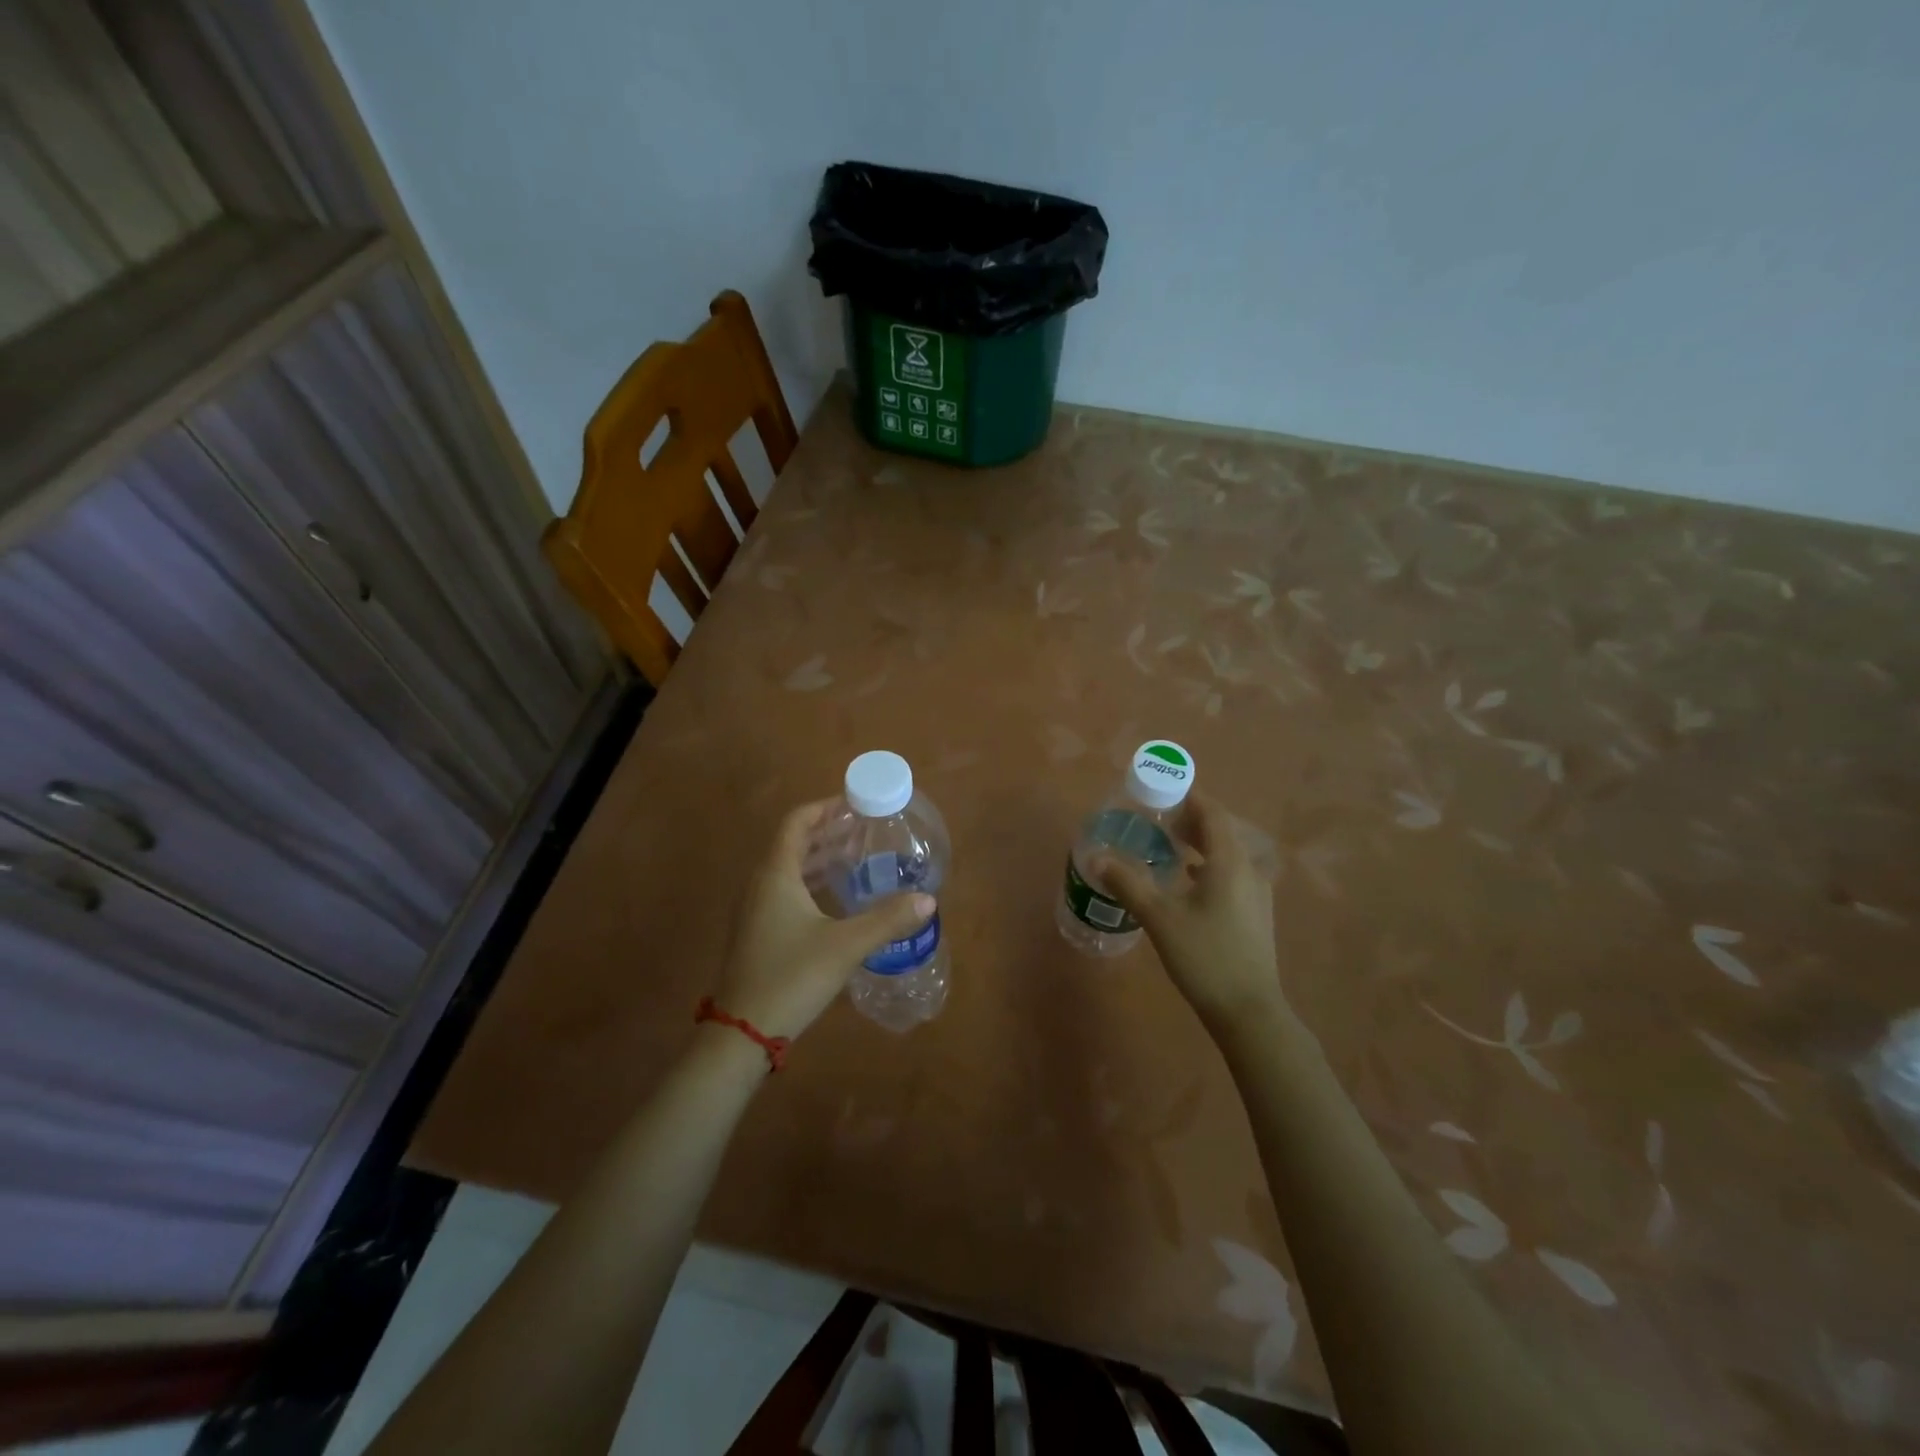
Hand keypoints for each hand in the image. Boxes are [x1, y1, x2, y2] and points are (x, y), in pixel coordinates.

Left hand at [712, 800, 935, 1043]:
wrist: (741, 1033)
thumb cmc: (791, 977)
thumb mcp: (845, 945)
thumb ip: (887, 919)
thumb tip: (928, 900)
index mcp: (776, 874)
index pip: (797, 822)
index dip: (825, 808)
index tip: (856, 805)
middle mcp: (761, 884)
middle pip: (794, 843)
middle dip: (829, 833)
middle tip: (866, 831)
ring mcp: (756, 910)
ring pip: (790, 869)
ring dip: (821, 859)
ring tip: (858, 858)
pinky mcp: (758, 932)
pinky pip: (786, 891)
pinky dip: (812, 883)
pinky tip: (838, 899)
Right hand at [1095, 792, 1287, 1039]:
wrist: (1249, 1011)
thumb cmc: (1204, 956)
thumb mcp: (1159, 918)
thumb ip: (1127, 883)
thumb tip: (1096, 857)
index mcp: (1229, 862)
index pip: (1212, 813)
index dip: (1189, 796)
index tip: (1163, 788)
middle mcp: (1249, 870)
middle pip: (1222, 830)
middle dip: (1191, 818)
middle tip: (1158, 817)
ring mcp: (1257, 893)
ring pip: (1228, 853)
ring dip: (1201, 842)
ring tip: (1169, 843)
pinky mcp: (1256, 913)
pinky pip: (1232, 872)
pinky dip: (1209, 864)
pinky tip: (1187, 879)